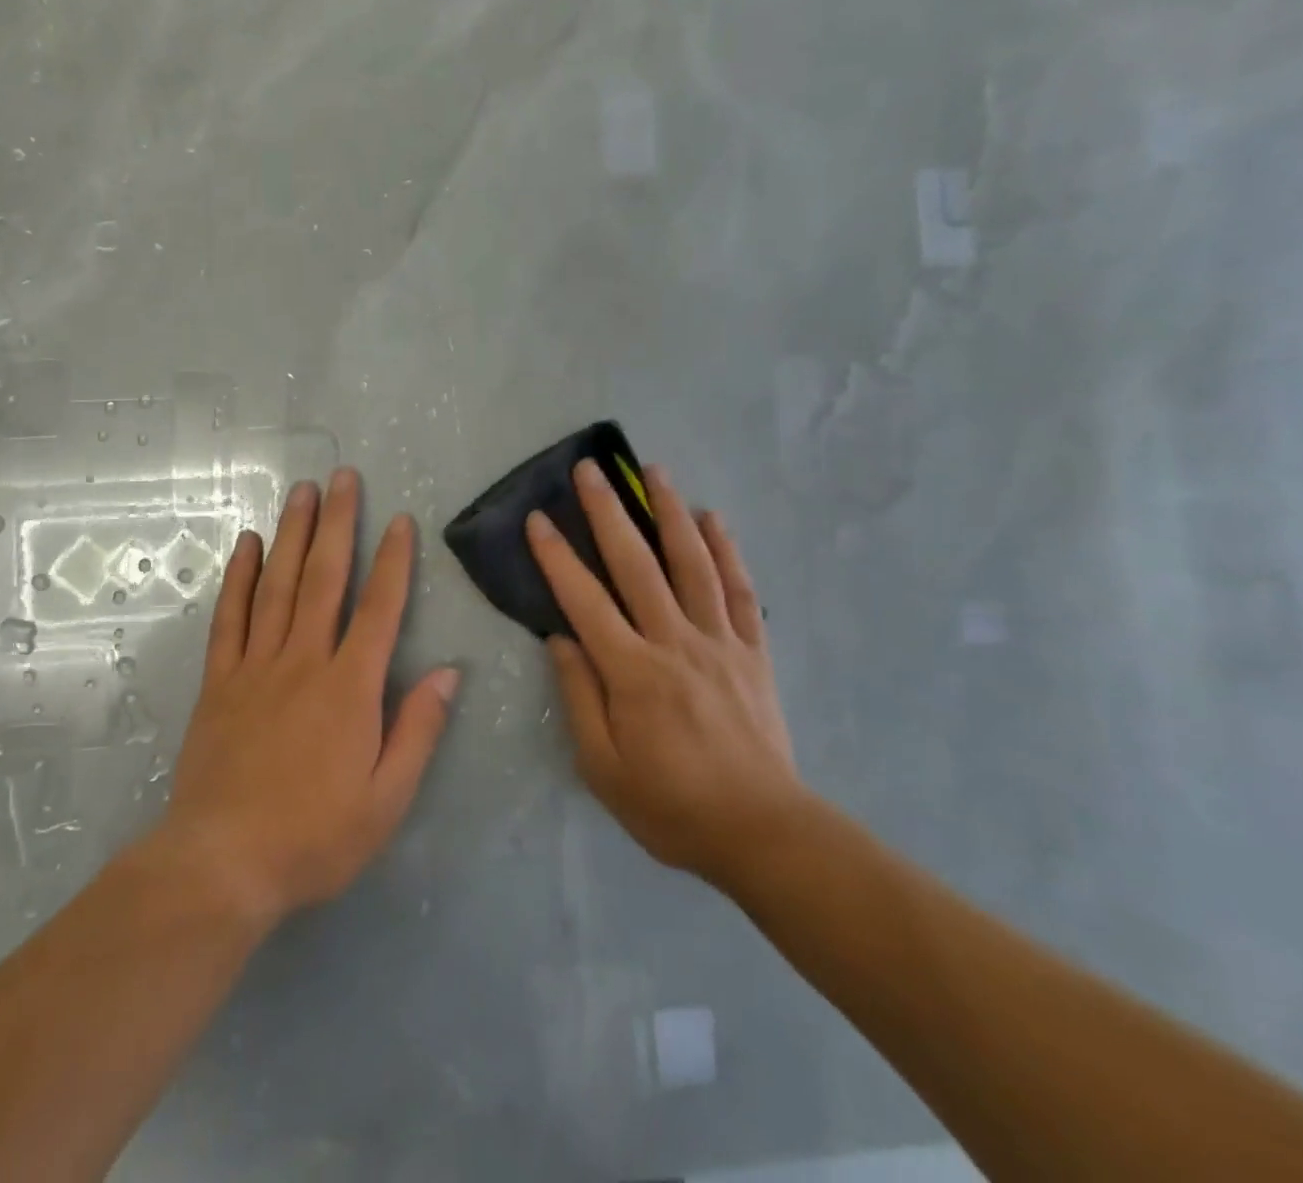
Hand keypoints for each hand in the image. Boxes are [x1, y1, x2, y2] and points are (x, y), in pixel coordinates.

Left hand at [162, 468, 457, 925]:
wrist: (222, 865)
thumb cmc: (314, 837)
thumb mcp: (386, 799)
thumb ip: (418, 730)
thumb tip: (450, 673)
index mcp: (351, 688)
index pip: (379, 608)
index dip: (393, 561)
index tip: (400, 520)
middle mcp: (304, 661)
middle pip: (324, 578)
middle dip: (338, 523)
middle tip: (342, 476)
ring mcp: (257, 666)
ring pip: (277, 585)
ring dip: (292, 533)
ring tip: (301, 491)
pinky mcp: (220, 681)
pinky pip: (230, 617)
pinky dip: (239, 576)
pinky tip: (247, 544)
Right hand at [526, 460, 807, 883]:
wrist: (763, 832)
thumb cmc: (671, 805)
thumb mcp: (603, 767)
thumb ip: (578, 697)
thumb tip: (559, 639)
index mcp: (632, 672)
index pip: (585, 600)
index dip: (557, 557)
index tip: (539, 519)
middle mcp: (675, 642)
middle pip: (637, 564)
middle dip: (609, 512)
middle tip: (591, 469)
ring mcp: (719, 641)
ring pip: (692, 563)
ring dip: (670, 512)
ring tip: (654, 472)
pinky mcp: (752, 650)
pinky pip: (739, 590)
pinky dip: (727, 549)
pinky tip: (714, 518)